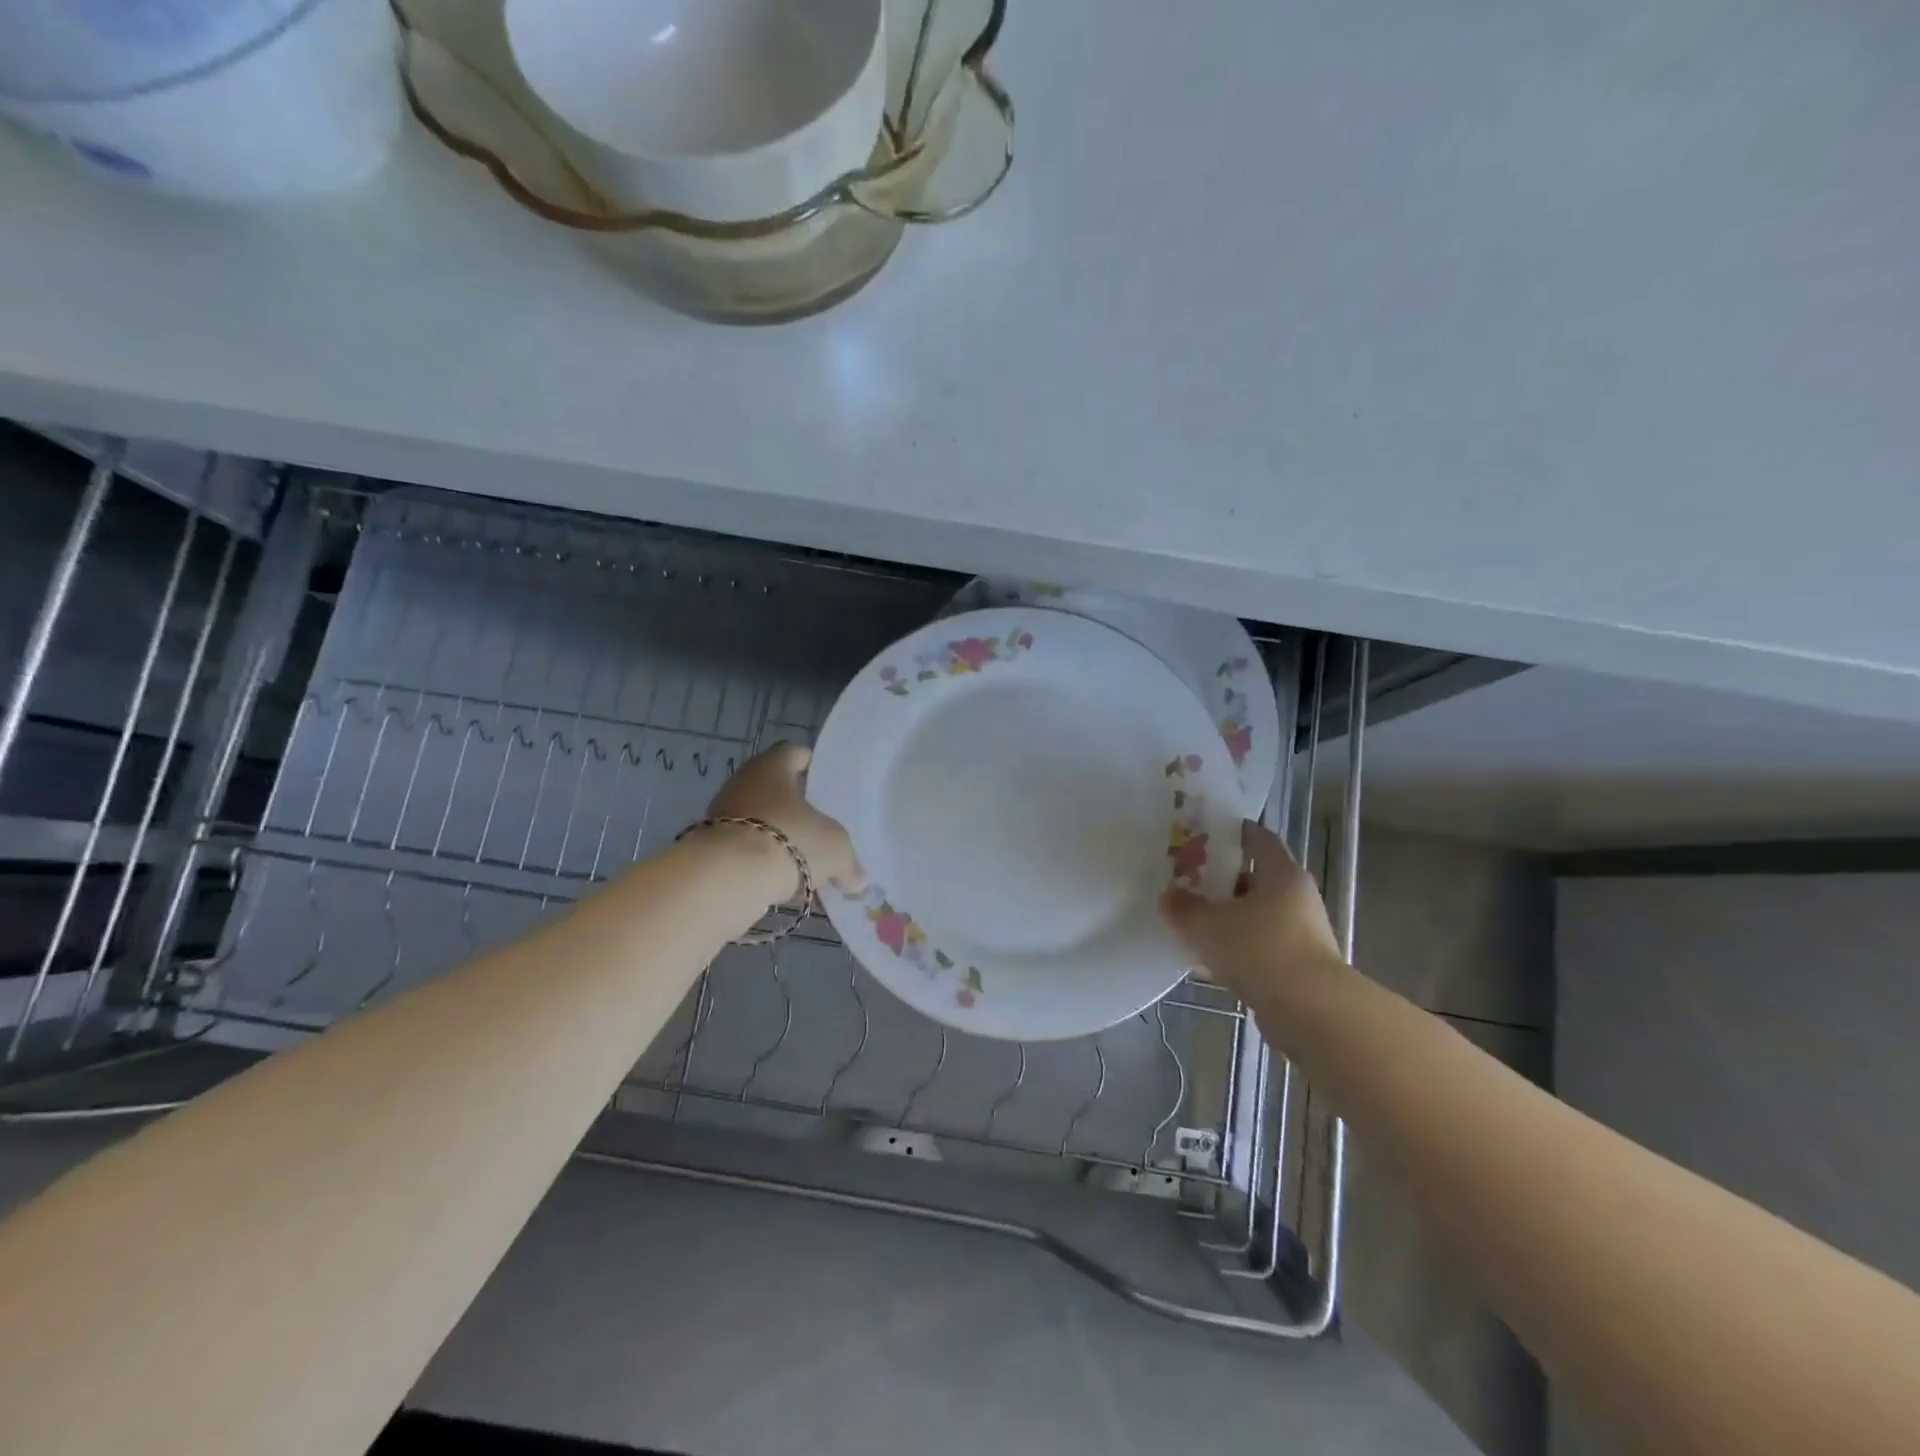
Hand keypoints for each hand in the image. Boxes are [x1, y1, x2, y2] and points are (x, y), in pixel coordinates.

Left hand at [705, 742, 863, 899]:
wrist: (728, 878)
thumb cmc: (790, 840)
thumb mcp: (835, 850)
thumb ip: (850, 862)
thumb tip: (858, 879)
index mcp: (772, 766)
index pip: (795, 753)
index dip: (813, 766)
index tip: (829, 786)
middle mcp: (744, 783)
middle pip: (776, 790)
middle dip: (798, 810)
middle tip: (822, 829)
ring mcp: (723, 815)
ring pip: (762, 822)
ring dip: (781, 840)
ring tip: (806, 863)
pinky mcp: (711, 848)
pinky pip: (746, 851)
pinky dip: (764, 864)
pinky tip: (784, 886)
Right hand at [1159, 821, 1345, 1003]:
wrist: (1310, 1012)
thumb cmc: (1259, 949)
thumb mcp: (1207, 924)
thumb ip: (1183, 907)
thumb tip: (1169, 895)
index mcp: (1282, 874)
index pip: (1259, 840)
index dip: (1233, 833)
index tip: (1205, 834)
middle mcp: (1298, 897)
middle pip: (1257, 879)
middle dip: (1223, 880)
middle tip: (1189, 882)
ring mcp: (1303, 934)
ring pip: (1259, 915)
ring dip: (1231, 917)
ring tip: (1195, 922)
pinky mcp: (1301, 967)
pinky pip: (1262, 946)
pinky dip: (1240, 947)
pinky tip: (1212, 958)